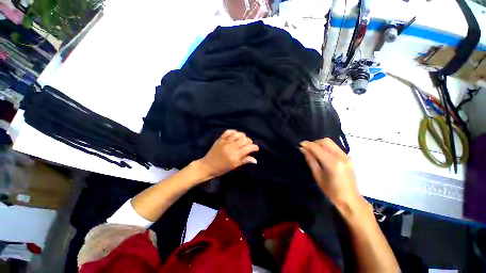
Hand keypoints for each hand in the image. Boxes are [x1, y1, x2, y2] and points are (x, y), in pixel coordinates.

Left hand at [197, 130, 258, 178]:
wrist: (208, 166)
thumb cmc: (222, 168)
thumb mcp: (234, 166)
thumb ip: (245, 161)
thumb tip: (255, 160)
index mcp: (235, 156)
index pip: (249, 148)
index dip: (255, 147)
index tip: (256, 149)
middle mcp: (231, 147)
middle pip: (245, 140)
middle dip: (250, 142)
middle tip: (249, 145)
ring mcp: (225, 142)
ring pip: (238, 134)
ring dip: (243, 136)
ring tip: (243, 139)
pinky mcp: (220, 139)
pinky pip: (228, 132)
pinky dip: (234, 132)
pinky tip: (236, 135)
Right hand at [300, 138, 364, 213]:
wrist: (350, 199)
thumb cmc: (331, 191)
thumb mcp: (317, 176)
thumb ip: (310, 160)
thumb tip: (302, 149)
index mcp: (332, 163)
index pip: (317, 148)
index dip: (307, 144)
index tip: (299, 144)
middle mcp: (341, 156)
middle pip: (325, 141)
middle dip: (313, 142)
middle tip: (306, 148)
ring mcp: (346, 156)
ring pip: (330, 142)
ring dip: (319, 144)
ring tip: (313, 150)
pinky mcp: (348, 157)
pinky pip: (334, 146)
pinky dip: (326, 147)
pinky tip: (321, 153)